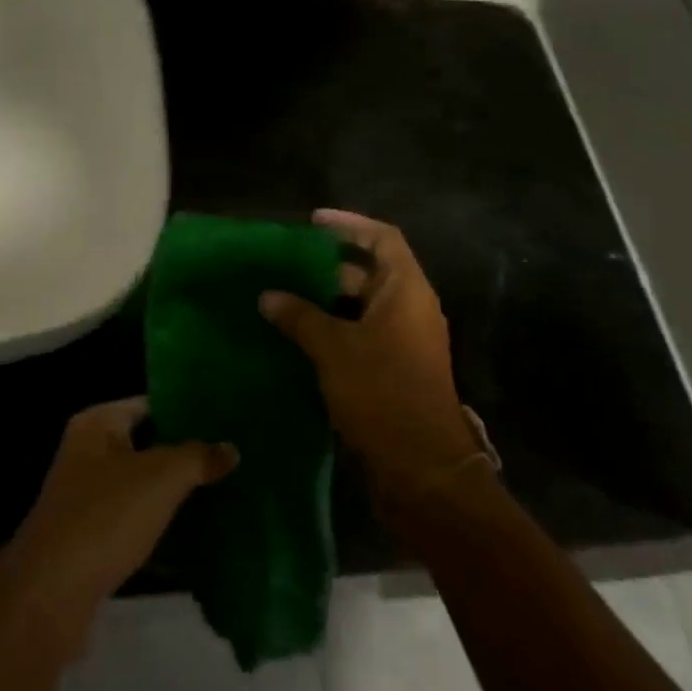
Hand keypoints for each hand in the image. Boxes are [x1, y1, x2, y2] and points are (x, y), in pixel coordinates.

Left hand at [1, 397, 236, 646]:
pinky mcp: (91, 539)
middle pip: (147, 445)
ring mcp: (87, 498)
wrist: (50, 595)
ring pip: (142, 487)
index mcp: (97, 424)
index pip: (149, 404)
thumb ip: (197, 457)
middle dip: (185, 455)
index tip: (225, 420)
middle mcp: (88, 453)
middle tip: (231, 458)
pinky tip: (198, 537)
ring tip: (225, 493)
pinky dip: (161, 528)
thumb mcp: (160, 477)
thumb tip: (231, 448)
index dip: (186, 410)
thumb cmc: (105, 516)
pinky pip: (135, 523)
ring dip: (175, 494)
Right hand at [261, 210, 476, 485]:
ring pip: (361, 306)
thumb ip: (300, 317)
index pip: (382, 238)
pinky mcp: (394, 369)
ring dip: (325, 301)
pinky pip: (361, 334)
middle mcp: (409, 308)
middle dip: (328, 265)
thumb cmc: (382, 392)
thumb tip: (268, 296)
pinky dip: (332, 329)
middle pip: (369, 272)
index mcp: (406, 290)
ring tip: (282, 296)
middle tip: (286, 263)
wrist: (423, 468)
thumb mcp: (334, 349)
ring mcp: (404, 341)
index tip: (313, 221)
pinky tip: (297, 336)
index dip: (349, 224)